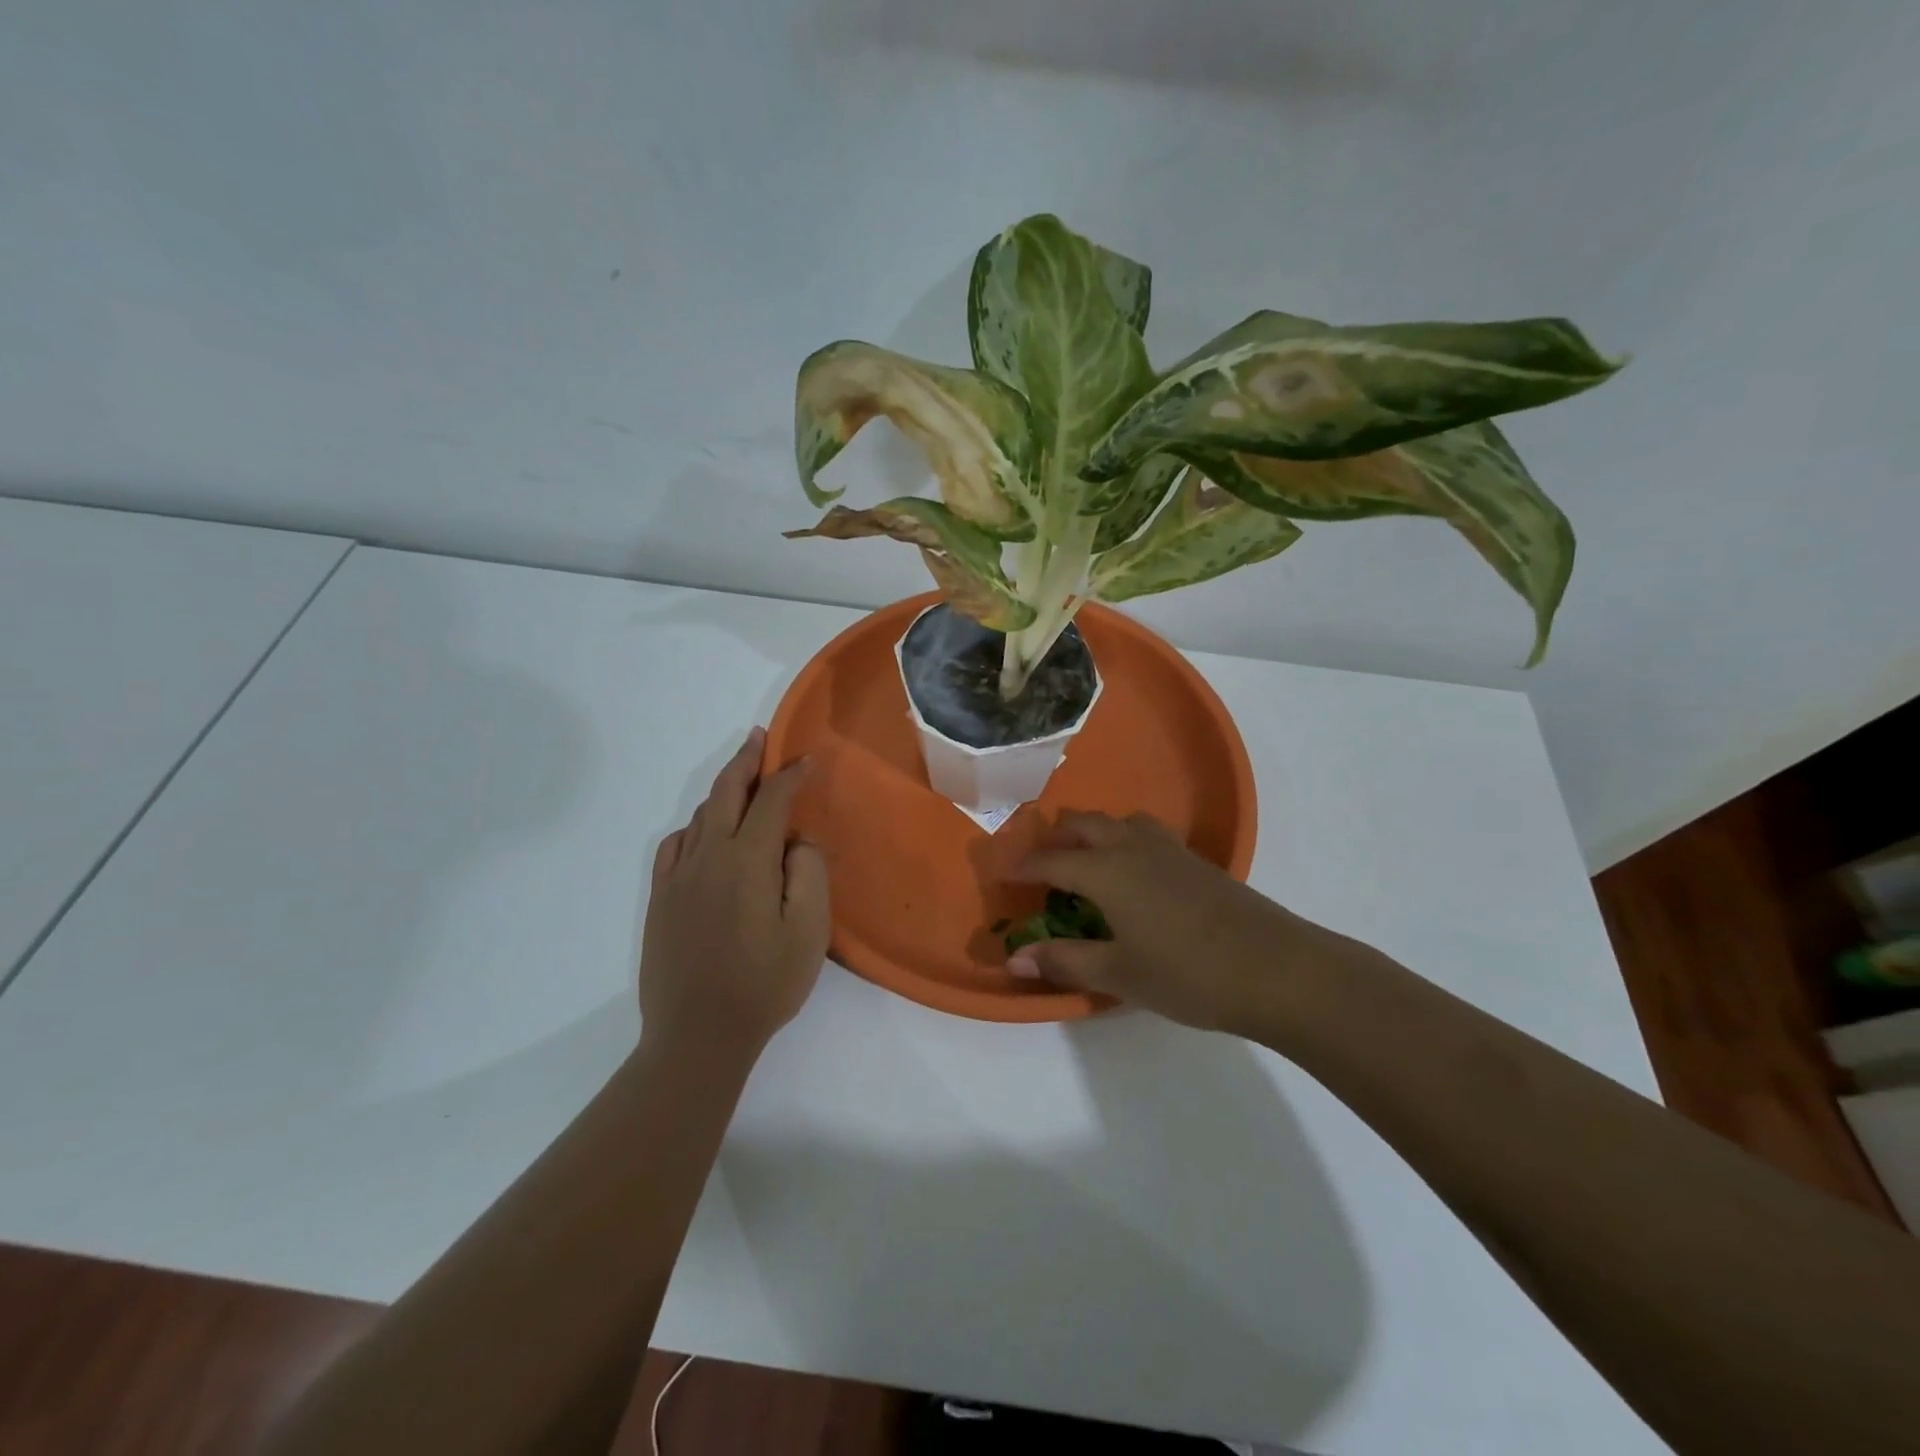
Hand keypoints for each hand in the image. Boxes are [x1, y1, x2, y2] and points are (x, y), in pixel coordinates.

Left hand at [640, 728, 829, 1060]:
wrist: (697, 1035)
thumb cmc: (764, 984)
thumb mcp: (809, 931)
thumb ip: (808, 872)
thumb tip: (797, 840)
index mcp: (746, 860)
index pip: (771, 801)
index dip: (790, 776)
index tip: (807, 760)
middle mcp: (706, 857)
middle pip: (725, 793)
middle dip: (746, 761)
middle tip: (760, 739)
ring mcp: (677, 877)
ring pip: (700, 816)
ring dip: (723, 791)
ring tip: (742, 782)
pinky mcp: (660, 899)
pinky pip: (675, 845)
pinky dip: (695, 826)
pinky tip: (704, 834)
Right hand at [1008, 811, 1379, 1041]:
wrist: (1276, 968)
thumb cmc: (1188, 973)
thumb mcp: (1120, 974)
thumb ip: (1065, 961)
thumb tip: (1014, 958)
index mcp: (1107, 871)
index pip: (1051, 861)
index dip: (1023, 867)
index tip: (1001, 874)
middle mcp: (1134, 848)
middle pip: (1085, 824)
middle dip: (1056, 838)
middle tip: (1041, 865)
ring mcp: (1170, 851)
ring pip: (1121, 822)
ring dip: (1096, 832)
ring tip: (1088, 862)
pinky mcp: (1198, 862)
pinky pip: (1148, 834)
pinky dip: (1127, 840)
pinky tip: (1136, 876)